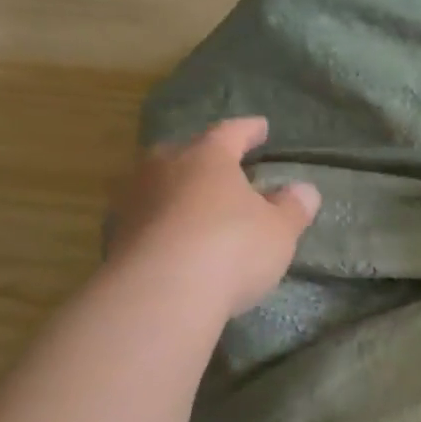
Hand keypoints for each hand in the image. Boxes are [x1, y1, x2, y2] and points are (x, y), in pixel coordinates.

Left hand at [109, 117, 319, 318]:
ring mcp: (134, 201)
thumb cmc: (231, 248)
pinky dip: (162, 224)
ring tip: (195, 205)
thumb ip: (292, 208)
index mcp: (207, 157)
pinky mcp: (116, 238)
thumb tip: (304, 190)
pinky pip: (146, 220)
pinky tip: (174, 240)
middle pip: (184, 153)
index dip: (248, 130)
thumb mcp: (278, 230)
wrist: (160, 294)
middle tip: (219, 167)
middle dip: (202, 158)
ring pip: (159, 185)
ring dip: (178, 192)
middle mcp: (164, 168)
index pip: (230, 133)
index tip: (261, 127)